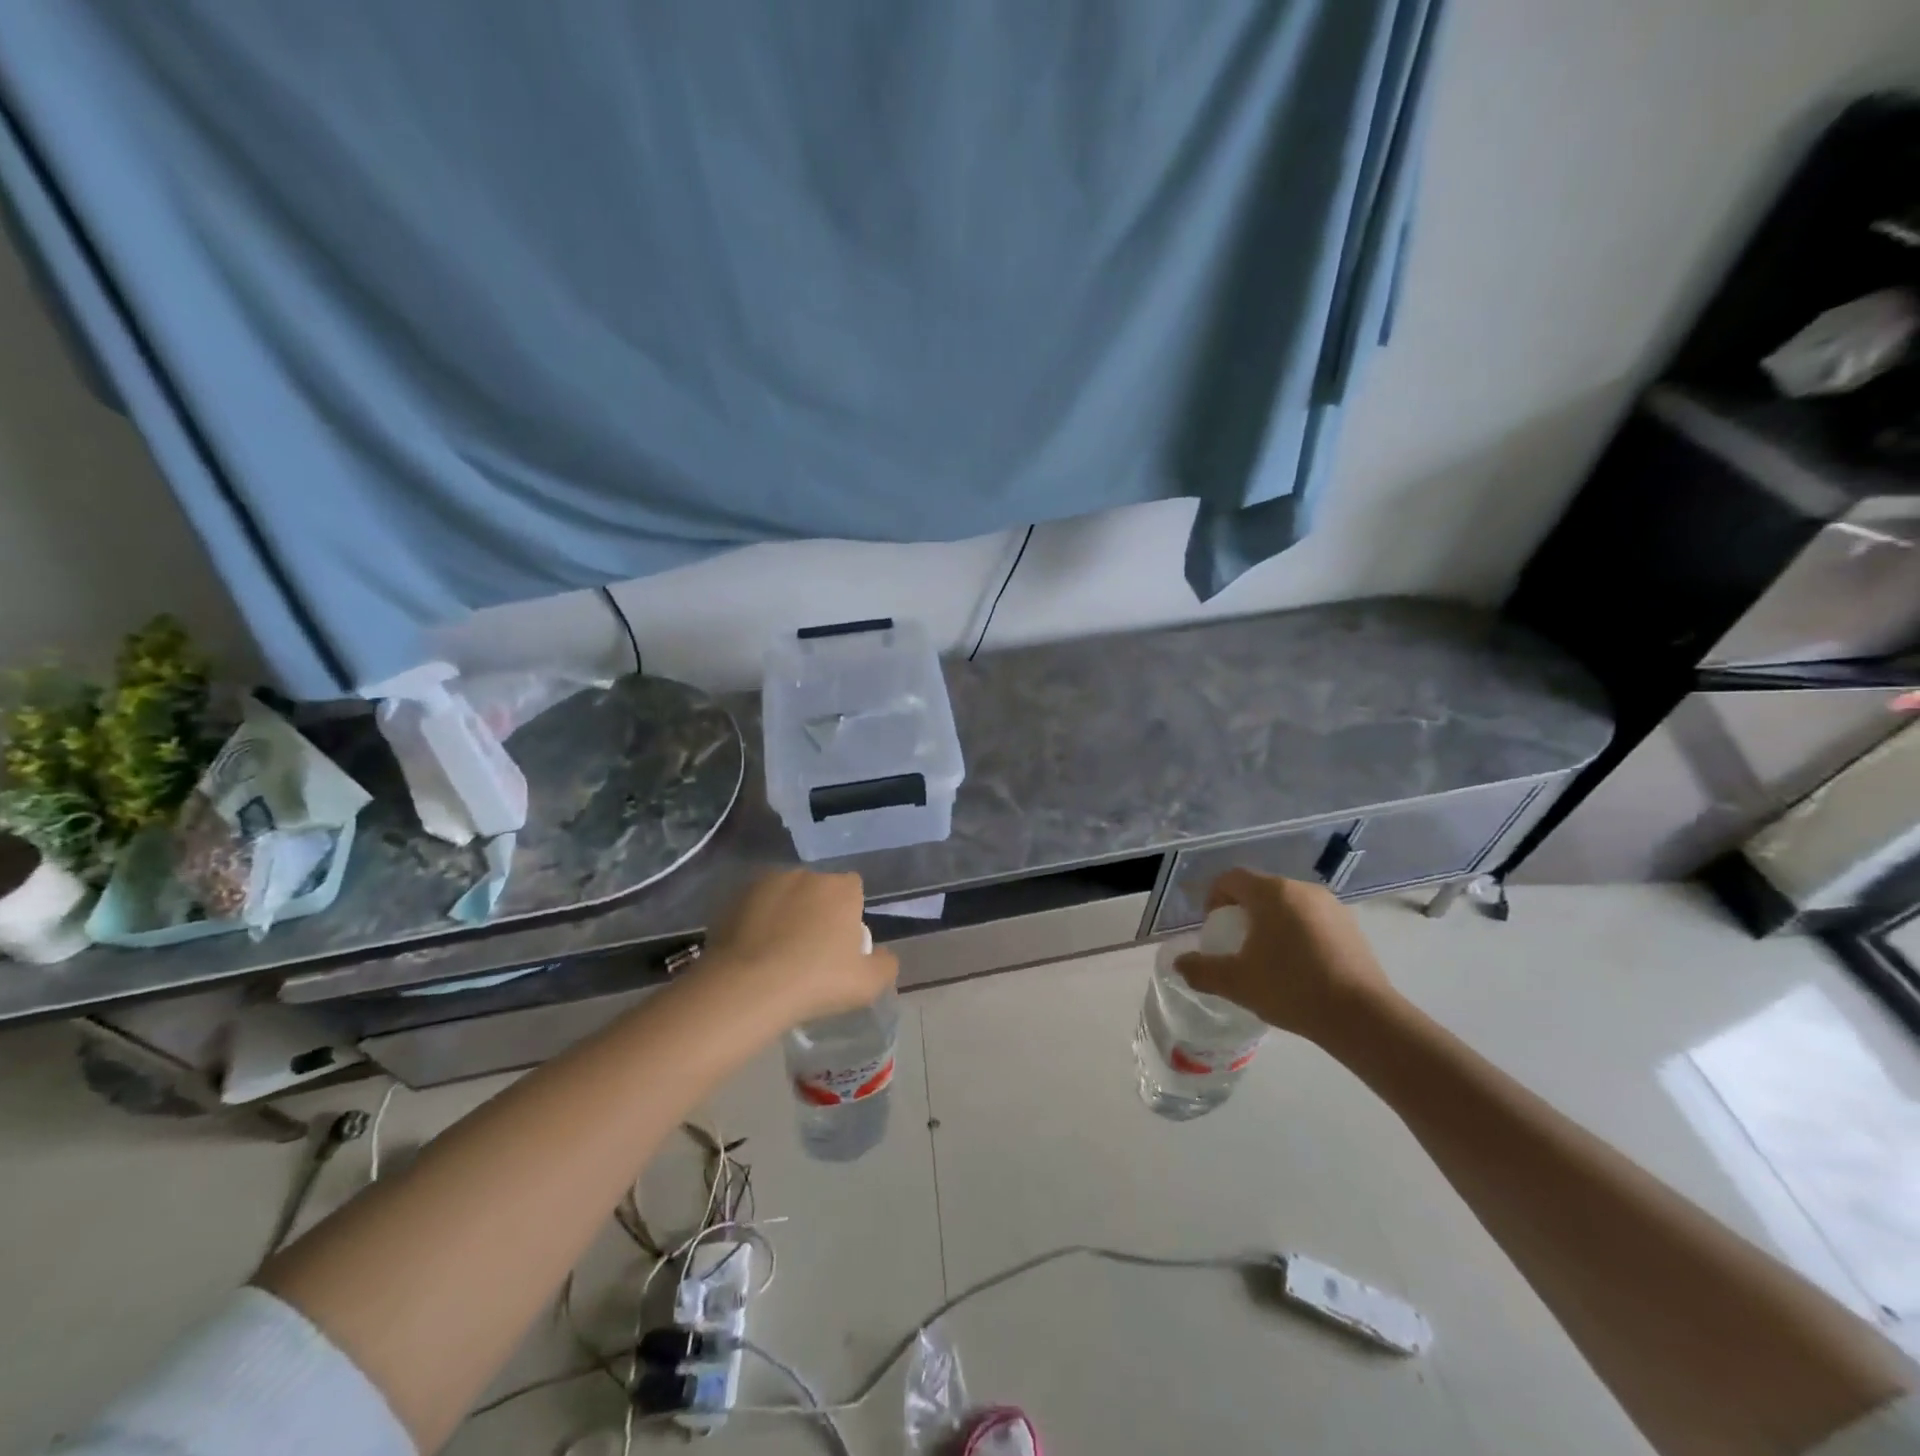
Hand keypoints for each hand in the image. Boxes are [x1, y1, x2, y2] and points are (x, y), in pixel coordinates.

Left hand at [698, 870, 897, 1026]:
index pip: (853, 889)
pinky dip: (757, 922)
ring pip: (785, 895)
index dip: (849, 913)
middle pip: (818, 890)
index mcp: (841, 888)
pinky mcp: (735, 898)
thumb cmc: (817, 981)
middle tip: (809, 950)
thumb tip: (882, 955)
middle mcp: (806, 875)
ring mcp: (767, 883)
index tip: (840, 943)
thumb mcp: (867, 984)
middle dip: (817, 911)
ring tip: (777, 953)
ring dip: (785, 913)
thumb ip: (885, 964)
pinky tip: (753, 952)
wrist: (748, 988)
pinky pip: (755, 907)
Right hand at [1174, 870, 1394, 1045]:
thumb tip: (1179, 964)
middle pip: (1261, 889)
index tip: (1213, 927)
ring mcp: (1331, 906)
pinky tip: (1301, 968)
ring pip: (1289, 905)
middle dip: (1243, 912)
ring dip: (1272, 923)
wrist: (1362, 1018)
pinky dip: (1299, 934)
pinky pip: (1313, 920)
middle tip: (1237, 945)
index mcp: (1271, 893)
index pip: (1231, 878)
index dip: (1214, 898)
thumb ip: (1202, 970)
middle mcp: (1301, 889)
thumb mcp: (1237, 983)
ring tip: (1269, 958)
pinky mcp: (1352, 927)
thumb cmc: (1291, 989)